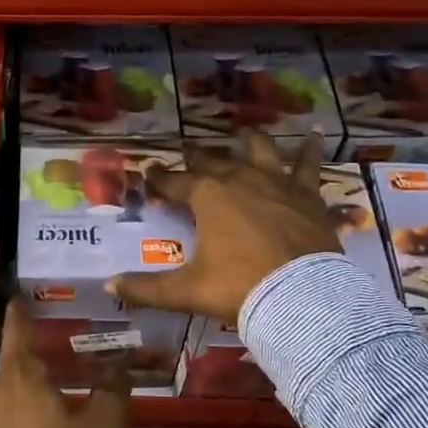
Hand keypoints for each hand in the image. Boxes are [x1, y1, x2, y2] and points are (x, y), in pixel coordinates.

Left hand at [0, 300, 130, 427]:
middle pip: (16, 356)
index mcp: (22, 375)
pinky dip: (30, 395)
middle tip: (60, 332)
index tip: (23, 295)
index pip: (18, 329)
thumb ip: (113, 389)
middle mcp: (0, 390)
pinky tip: (53, 403)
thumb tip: (120, 369)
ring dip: (34, 372)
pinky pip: (14, 404)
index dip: (22, 310)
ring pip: (14, 382)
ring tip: (62, 368)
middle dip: (35, 343)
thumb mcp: (104, 422)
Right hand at [109, 129, 341, 324]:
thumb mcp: (187, 291)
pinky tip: (317, 135)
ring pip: (260, 150)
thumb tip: (110, 286)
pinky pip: (309, 165)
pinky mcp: (307, 194)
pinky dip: (312, 150)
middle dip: (196, 156)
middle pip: (213, 161)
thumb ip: (147, 288)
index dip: (159, 177)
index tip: (148, 171)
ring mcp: (276, 183)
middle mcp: (240, 179)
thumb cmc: (239, 287)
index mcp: (207, 196)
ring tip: (243, 131)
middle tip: (187, 150)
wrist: (301, 296)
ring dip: (249, 139)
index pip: (174, 182)